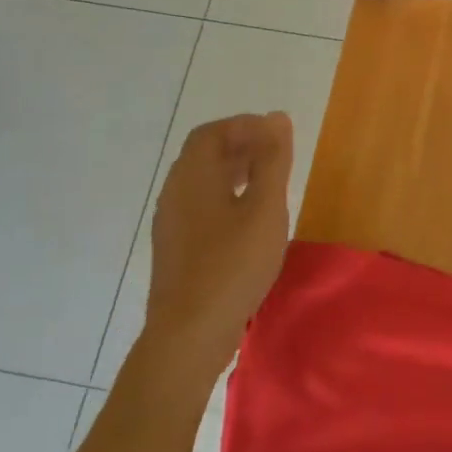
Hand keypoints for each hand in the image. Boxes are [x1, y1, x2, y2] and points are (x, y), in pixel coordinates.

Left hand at [144, 113, 293, 357]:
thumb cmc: (232, 265)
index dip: (244, 126)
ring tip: (270, 184)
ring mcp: (172, 223)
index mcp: (192, 177)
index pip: (211, 133)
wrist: (190, 333)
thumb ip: (273, 161)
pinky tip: (250, 220)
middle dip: (242, 146)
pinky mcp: (177, 248)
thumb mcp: (265, 209)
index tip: (278, 135)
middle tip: (279, 155)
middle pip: (204, 155)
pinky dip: (227, 197)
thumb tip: (276, 117)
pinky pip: (201, 206)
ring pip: (202, 182)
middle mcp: (175, 193)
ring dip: (235, 172)